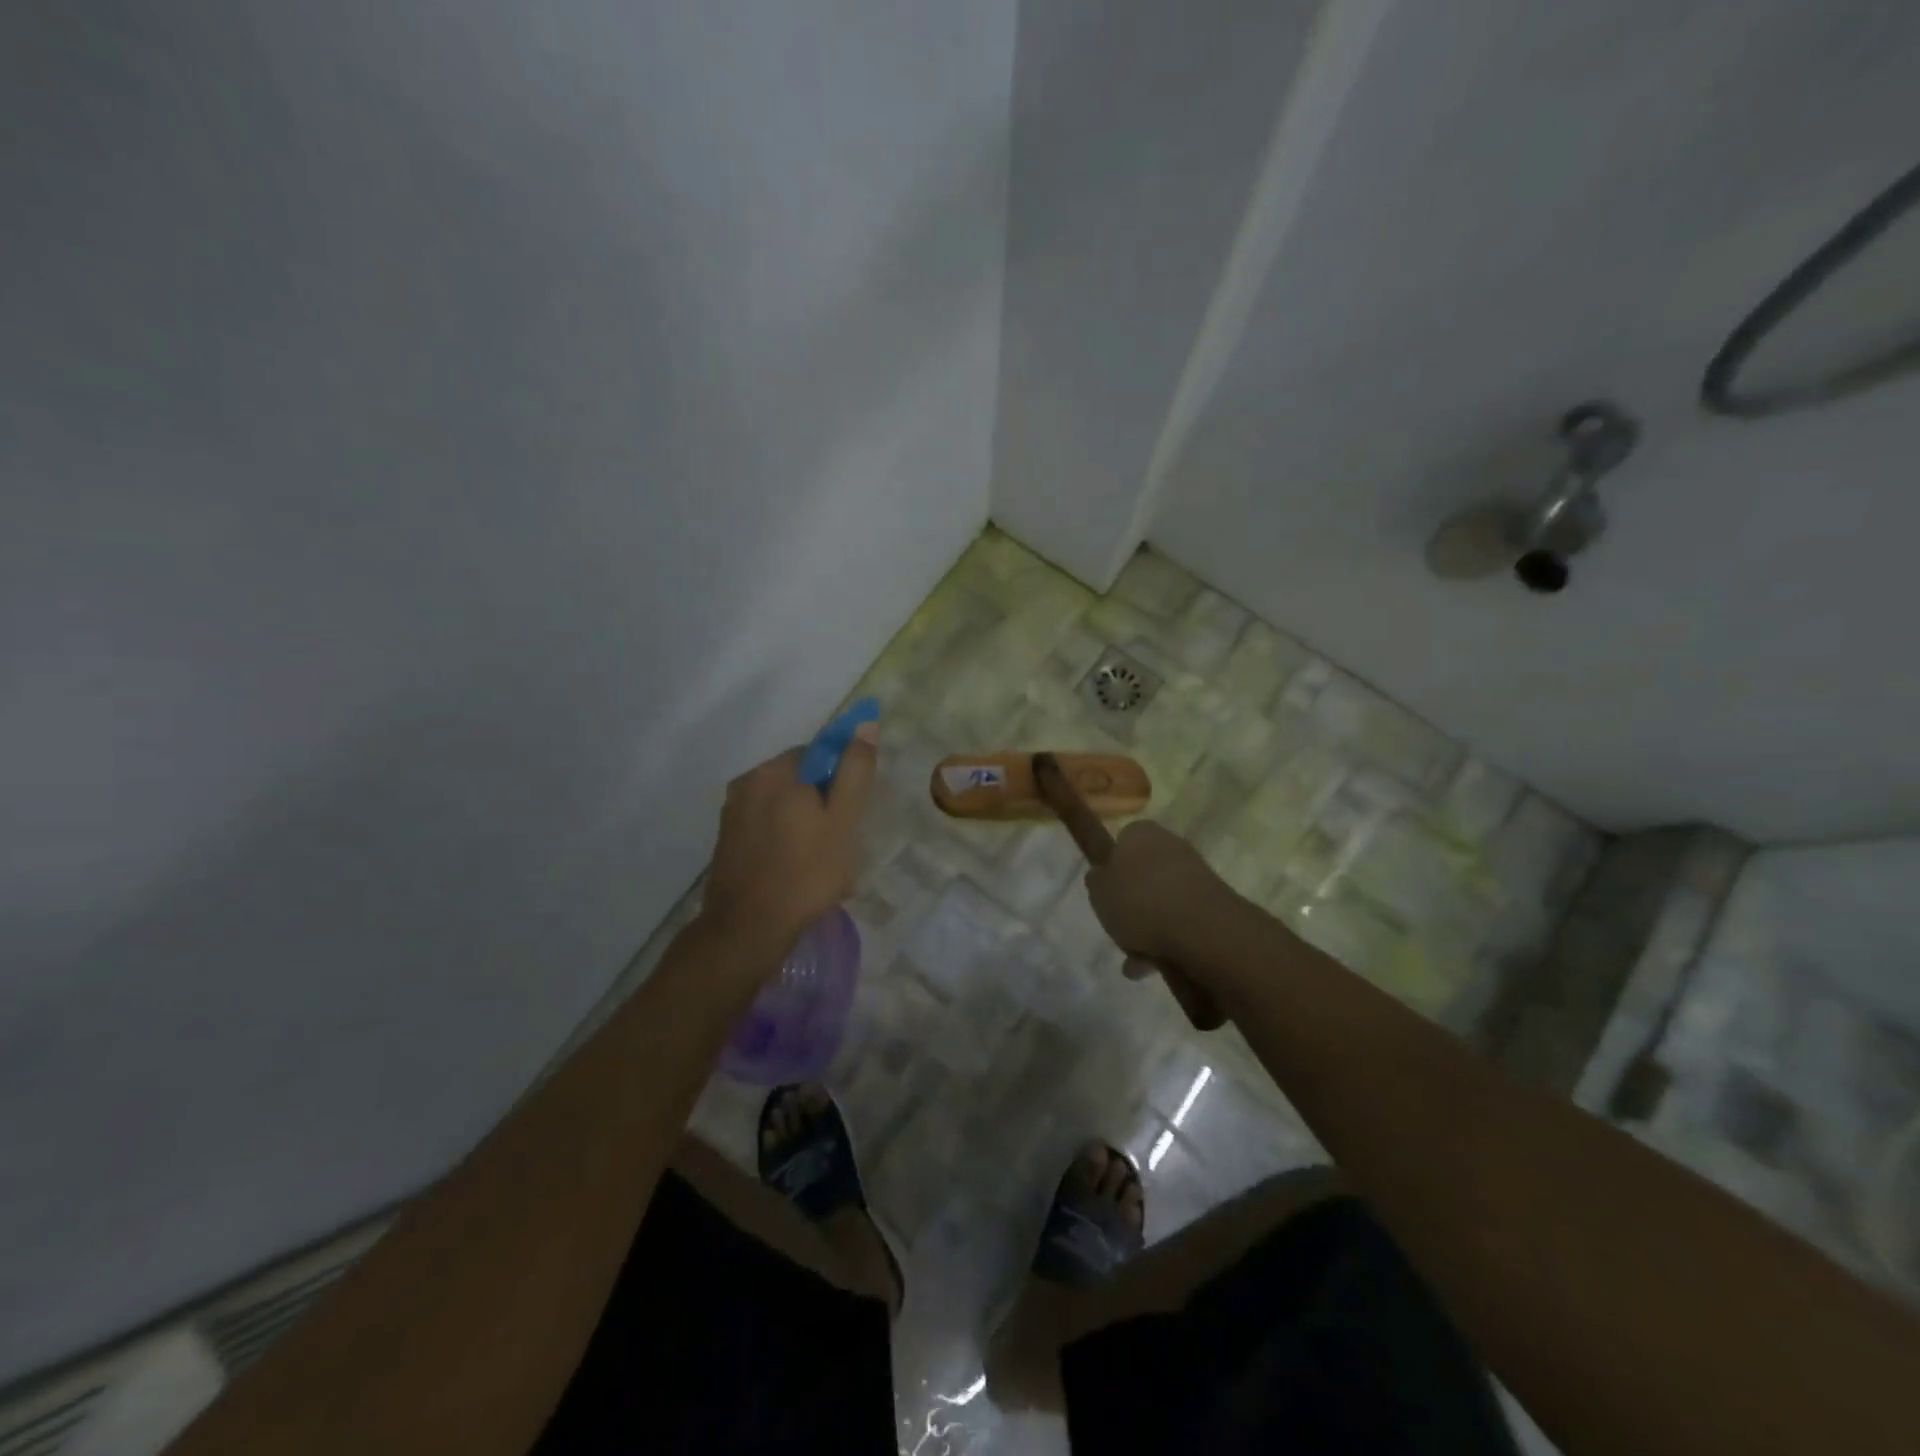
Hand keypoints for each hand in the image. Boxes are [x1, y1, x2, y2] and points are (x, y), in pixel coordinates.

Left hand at [701, 724, 877, 958]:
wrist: (747, 930)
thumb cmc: (805, 873)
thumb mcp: (843, 821)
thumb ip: (854, 771)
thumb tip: (864, 724)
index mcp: (774, 771)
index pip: (818, 754)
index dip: (841, 781)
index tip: (851, 813)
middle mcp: (747, 782)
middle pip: (800, 780)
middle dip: (823, 805)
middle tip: (841, 843)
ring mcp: (732, 812)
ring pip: (783, 806)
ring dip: (805, 825)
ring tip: (822, 863)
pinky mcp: (727, 840)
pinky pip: (766, 826)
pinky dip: (784, 840)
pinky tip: (797, 871)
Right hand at [1084, 820, 1237, 973]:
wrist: (1200, 928)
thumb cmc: (1139, 901)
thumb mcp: (1098, 892)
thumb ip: (1096, 882)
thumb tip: (1100, 875)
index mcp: (1140, 833)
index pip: (1121, 843)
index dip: (1111, 871)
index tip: (1105, 897)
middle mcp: (1170, 845)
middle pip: (1143, 875)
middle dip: (1131, 907)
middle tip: (1119, 932)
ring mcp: (1195, 873)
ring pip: (1162, 901)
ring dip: (1148, 930)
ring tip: (1136, 963)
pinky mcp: (1214, 901)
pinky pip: (1181, 919)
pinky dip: (1169, 940)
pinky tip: (1156, 966)